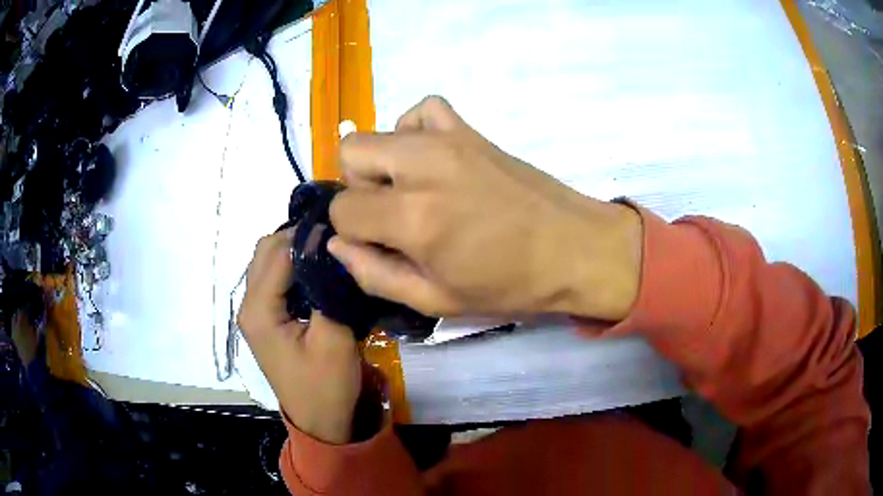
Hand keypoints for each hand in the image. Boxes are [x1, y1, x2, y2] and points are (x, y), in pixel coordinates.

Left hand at [237, 230, 360, 443]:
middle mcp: (249, 305)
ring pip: (267, 261)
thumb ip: (328, 290)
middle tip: (335, 238)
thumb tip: (331, 248)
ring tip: (327, 250)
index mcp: (259, 310)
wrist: (320, 421)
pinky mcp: (264, 318)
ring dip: (293, 250)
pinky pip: (272, 278)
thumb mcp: (334, 339)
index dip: (309, 236)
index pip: (279, 252)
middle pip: (266, 251)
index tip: (341, 229)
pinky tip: (315, 270)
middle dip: (298, 237)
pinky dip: (291, 266)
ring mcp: (254, 312)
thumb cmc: (327, 385)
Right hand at [329, 96, 641, 320]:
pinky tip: (432, 160)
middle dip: (360, 189)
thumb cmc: (509, 285)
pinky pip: (423, 110)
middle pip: (349, 154)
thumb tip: (337, 245)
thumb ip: (374, 274)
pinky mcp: (470, 129)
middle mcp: (422, 166)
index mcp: (413, 217)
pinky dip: (414, 131)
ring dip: (382, 163)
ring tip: (415, 191)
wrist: (574, 249)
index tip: (378, 243)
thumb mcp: (435, 300)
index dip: (352, 230)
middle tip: (394, 216)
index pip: (342, 208)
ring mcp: (447, 138)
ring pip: (377, 132)